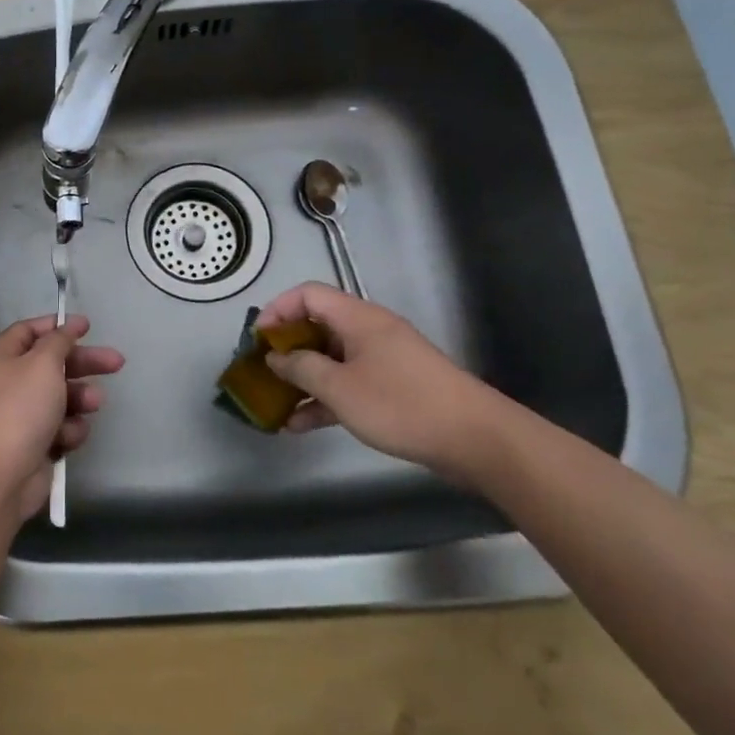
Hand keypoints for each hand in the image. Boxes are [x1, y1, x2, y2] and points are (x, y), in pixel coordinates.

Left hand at [0, 315, 124, 521]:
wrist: (1, 476)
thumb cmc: (20, 409)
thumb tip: (67, 325)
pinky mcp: (34, 442)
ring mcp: (20, 415)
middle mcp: (8, 382)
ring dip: (80, 398)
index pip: (29, 331)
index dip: (58, 327)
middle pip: (52, 364)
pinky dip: (68, 429)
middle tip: (116, 362)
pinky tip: (68, 436)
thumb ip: (59, 341)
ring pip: (60, 397)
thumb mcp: (43, 364)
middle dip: (84, 363)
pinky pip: (59, 426)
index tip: (87, 326)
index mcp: (1, 357)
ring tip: (93, 403)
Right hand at [256, 282, 520, 484]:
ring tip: (274, 405)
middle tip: (261, 372)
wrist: (476, 440)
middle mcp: (369, 332)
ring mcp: (382, 360)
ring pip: (330, 360)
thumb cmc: (401, 404)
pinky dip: (324, 399)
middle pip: (316, 327)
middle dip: (285, 349)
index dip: (277, 310)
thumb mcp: (340, 387)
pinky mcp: (393, 388)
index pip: (308, 295)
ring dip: (302, 380)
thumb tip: (275, 356)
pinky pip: (347, 384)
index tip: (257, 339)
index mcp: (358, 318)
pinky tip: (300, 425)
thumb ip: (301, 368)